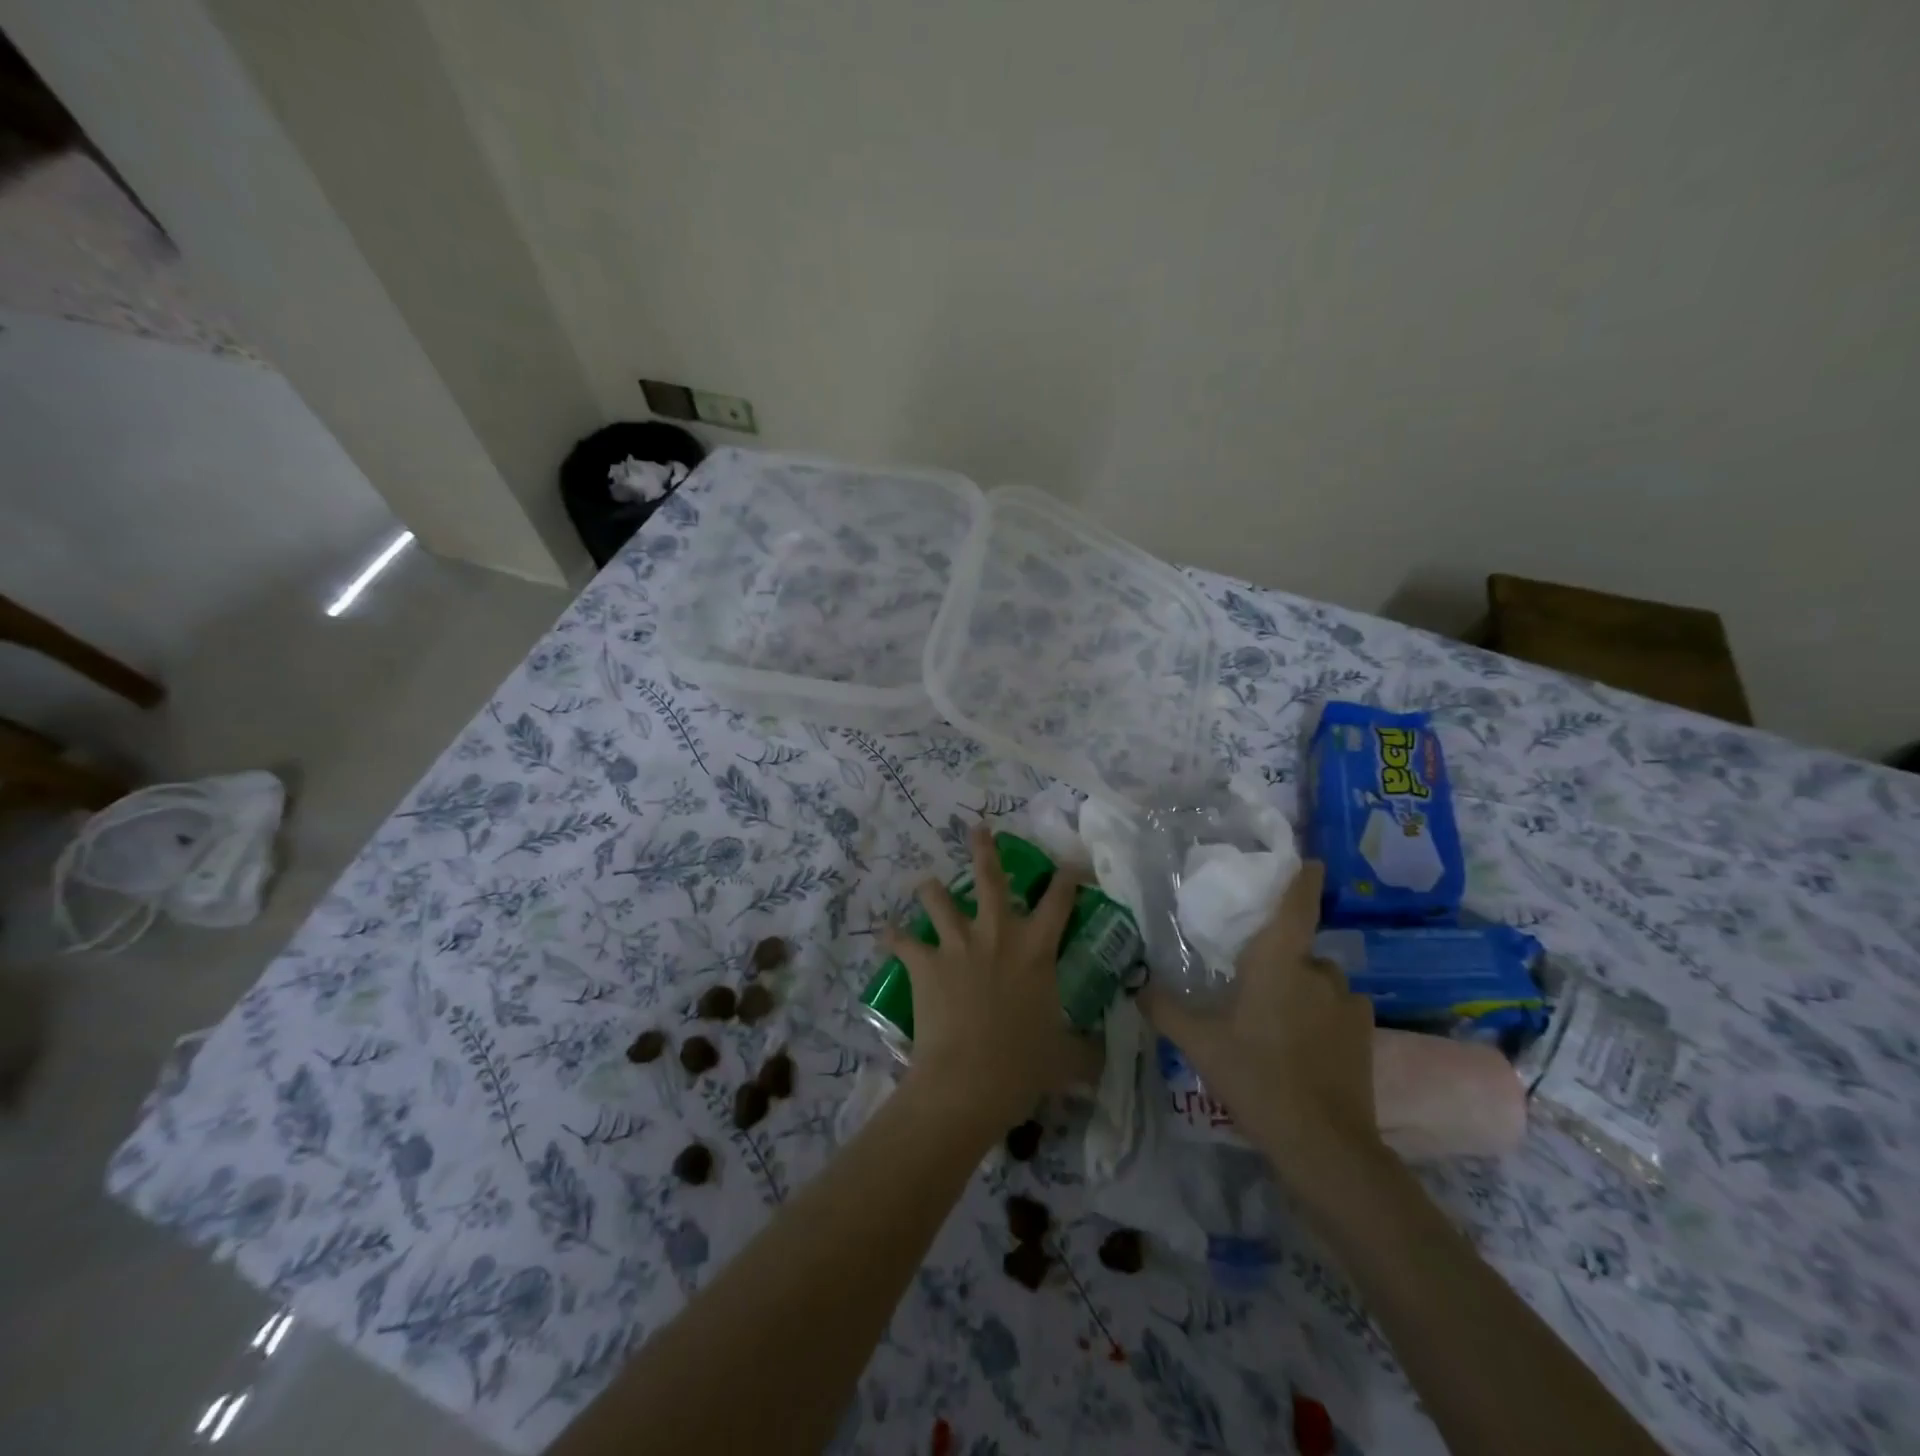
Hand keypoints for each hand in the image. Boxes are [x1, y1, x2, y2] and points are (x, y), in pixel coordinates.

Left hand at [884, 825, 1099, 1130]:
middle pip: (990, 878)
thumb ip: (1086, 1051)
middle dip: (984, 850)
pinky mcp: (925, 963)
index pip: (1059, 900)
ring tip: (926, 883)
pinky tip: (887, 932)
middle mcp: (997, 934)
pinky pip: (902, 941)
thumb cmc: (1023, 1065)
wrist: (969, 1080)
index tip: (1070, 864)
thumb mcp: (1066, 1058)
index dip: (1067, 877)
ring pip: (938, 899)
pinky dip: (895, 937)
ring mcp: (957, 945)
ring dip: (931, 889)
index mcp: (1036, 948)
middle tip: (977, 829)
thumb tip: (1103, 1060)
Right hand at [1143, 860, 1380, 1175]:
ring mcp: (1348, 1004)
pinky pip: (1340, 1008)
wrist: (1323, 1144)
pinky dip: (1324, 1015)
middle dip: (1280, 961)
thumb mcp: (1199, 1043)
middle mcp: (1319, 972)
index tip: (1309, 860)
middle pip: (1300, 950)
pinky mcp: (1366, 1035)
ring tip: (1278, 1022)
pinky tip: (1306, 1045)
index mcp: (1278, 962)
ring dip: (1303, 989)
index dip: (1302, 879)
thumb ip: (1164, 1009)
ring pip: (1320, 981)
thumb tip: (1135, 984)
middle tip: (1252, 986)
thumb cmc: (1256, 1077)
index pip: (1296, 905)